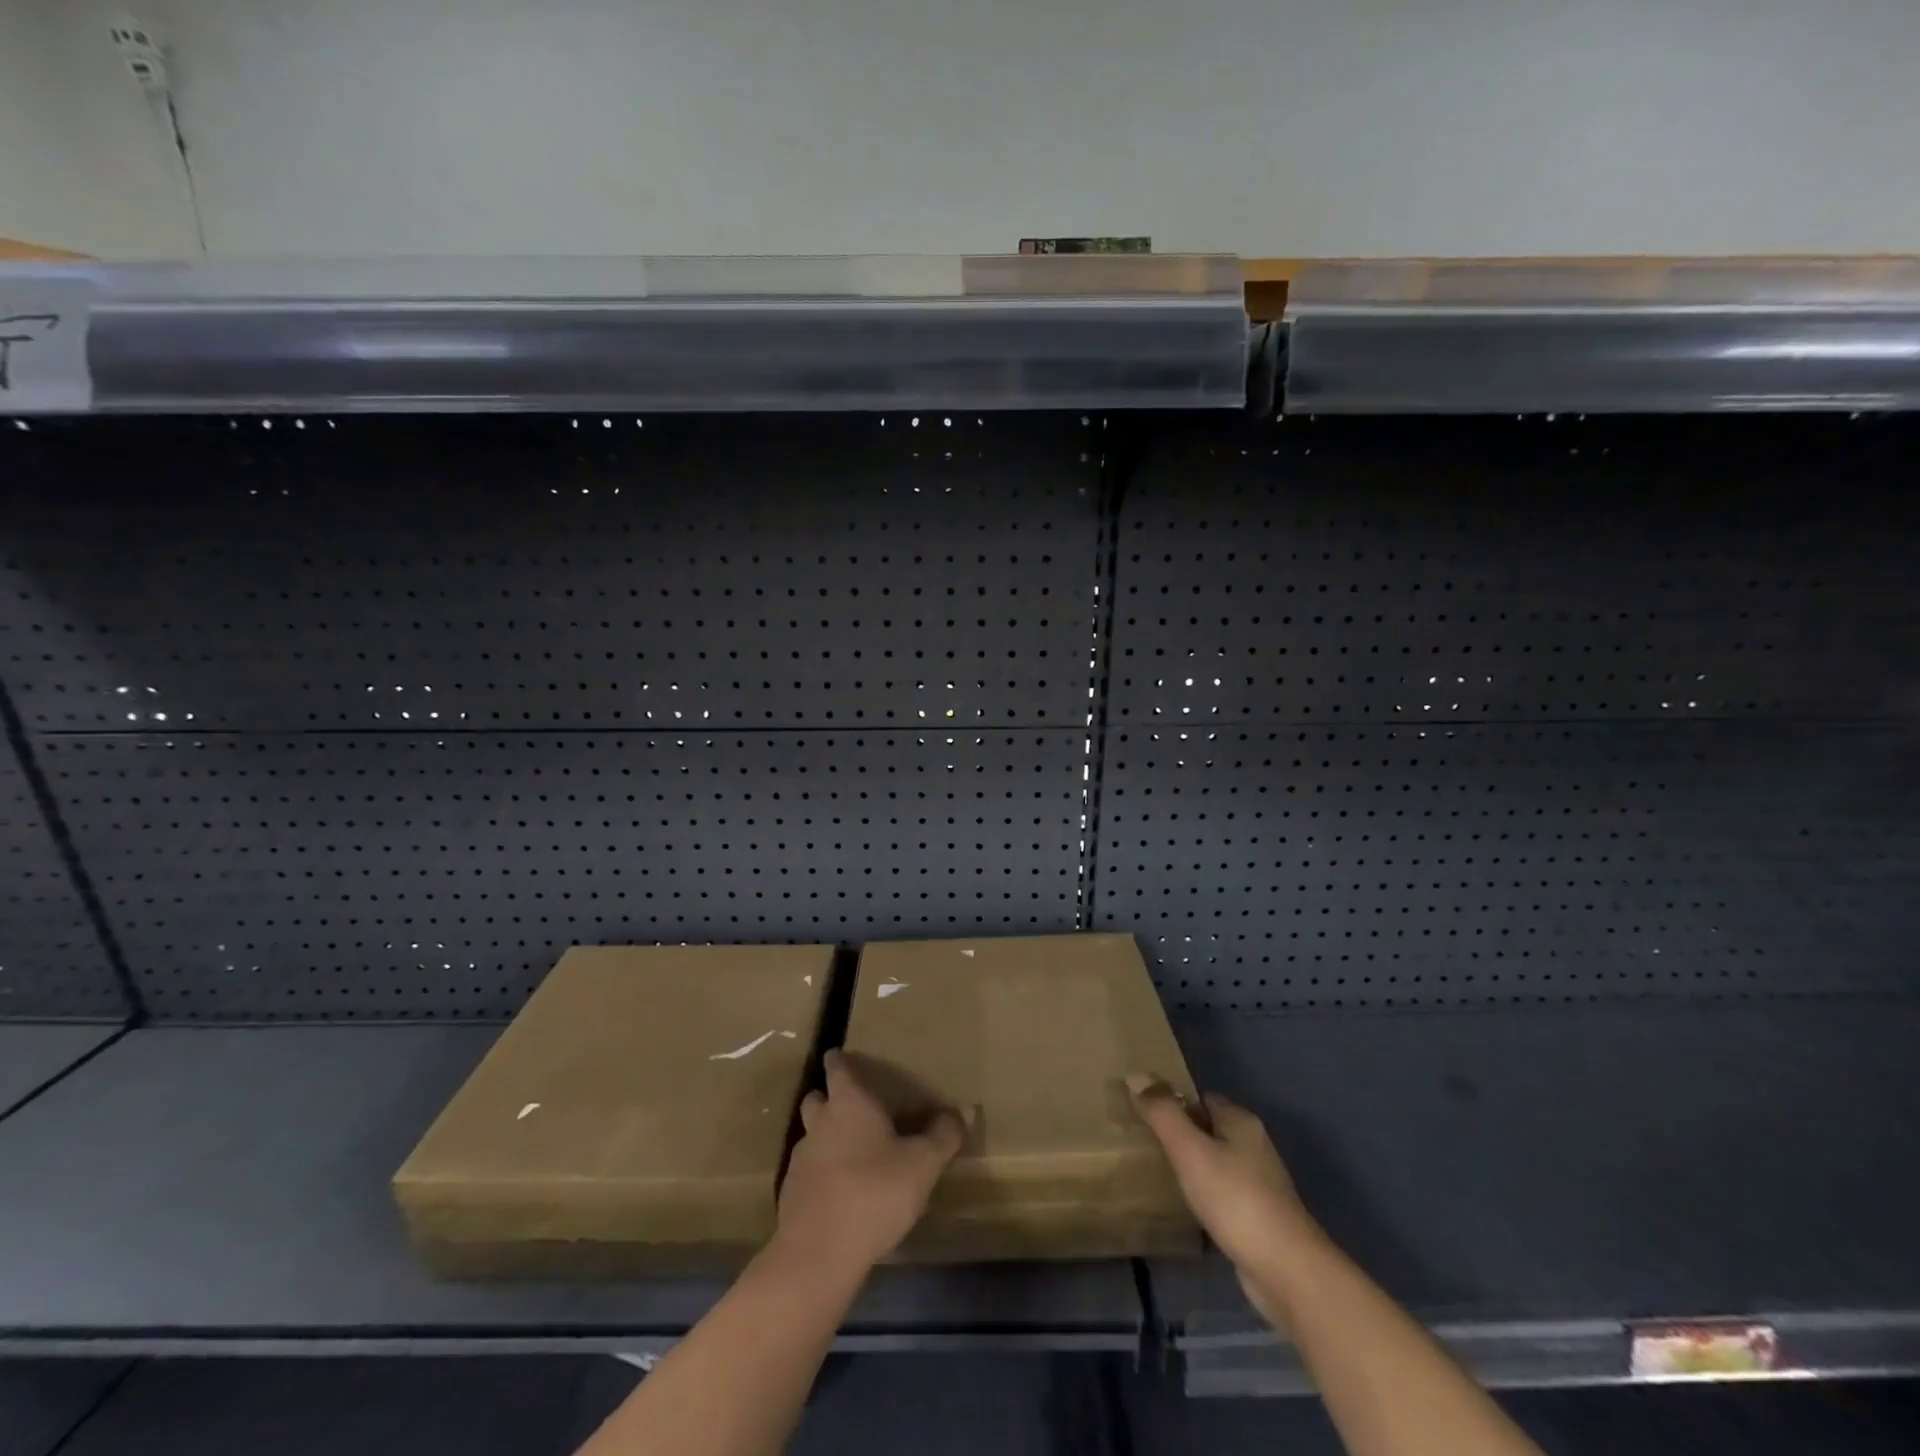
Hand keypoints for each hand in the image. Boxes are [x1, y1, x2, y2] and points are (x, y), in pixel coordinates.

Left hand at [774, 1050, 965, 1277]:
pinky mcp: (791, 1193)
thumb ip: (943, 1135)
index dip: (840, 1060)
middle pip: (817, 1098)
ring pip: (811, 1134)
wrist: (818, 1254)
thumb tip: (964, 1109)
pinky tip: (840, 1190)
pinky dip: (821, 1172)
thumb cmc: (874, 1192)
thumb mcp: (922, 1164)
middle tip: (855, 1107)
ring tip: (851, 1151)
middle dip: (830, 1097)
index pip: (838, 1067)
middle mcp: (820, 1121)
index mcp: (849, 1102)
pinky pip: (808, 1170)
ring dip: (826, 1136)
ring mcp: (801, 1158)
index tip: (844, 1056)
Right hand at [1127, 1076, 1326, 1327]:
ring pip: (1215, 1163)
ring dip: (1191, 1167)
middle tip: (1144, 1144)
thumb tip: (1135, 1075)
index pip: (1200, 1098)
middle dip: (1180, 1135)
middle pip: (1208, 1129)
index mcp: (1240, 1122)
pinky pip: (1221, 1193)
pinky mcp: (1258, 1217)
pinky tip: (1184, 1207)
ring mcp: (1259, 1184)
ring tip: (1157, 1174)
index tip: (1144, 1114)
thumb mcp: (1190, 1150)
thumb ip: (1162, 1113)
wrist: (1286, 1271)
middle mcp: (1253, 1146)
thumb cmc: (1235, 1199)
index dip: (1173, 1103)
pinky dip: (1203, 1195)